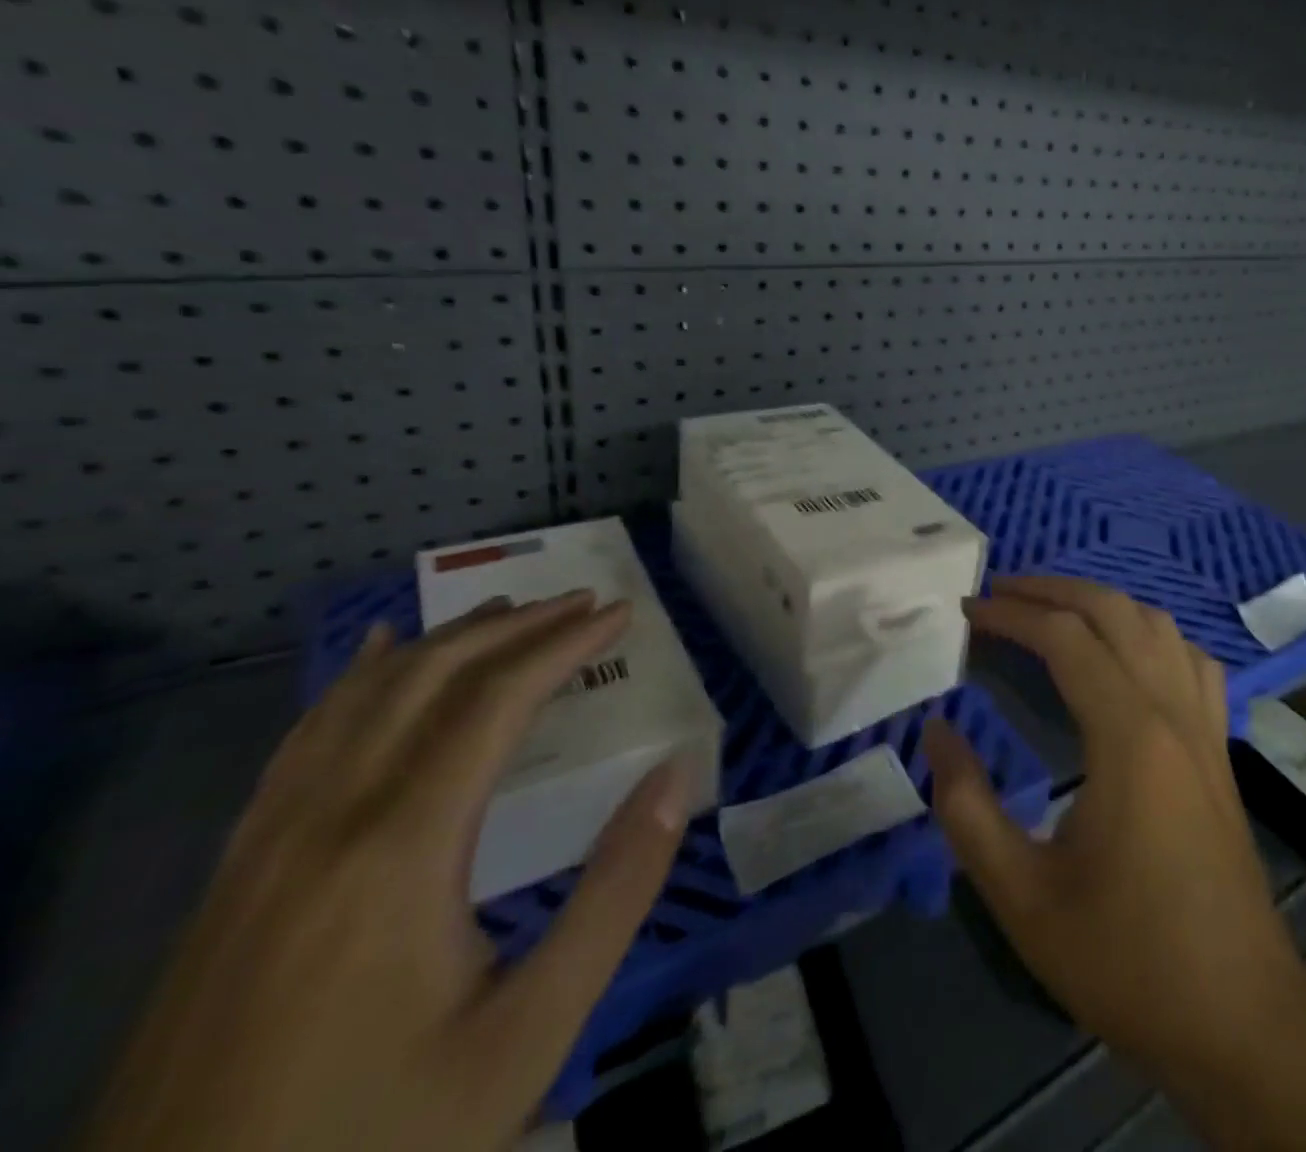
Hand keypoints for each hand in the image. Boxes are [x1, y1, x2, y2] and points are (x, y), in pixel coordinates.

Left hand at [85, 592, 694, 1151]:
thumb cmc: (377, 1136)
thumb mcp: (530, 1033)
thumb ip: (614, 894)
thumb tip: (675, 778)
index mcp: (402, 847)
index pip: (495, 700)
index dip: (563, 644)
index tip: (619, 613)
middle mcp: (329, 818)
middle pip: (428, 679)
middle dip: (513, 627)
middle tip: (579, 601)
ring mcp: (268, 843)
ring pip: (361, 697)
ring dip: (443, 640)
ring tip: (504, 612)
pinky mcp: (236, 872)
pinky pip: (303, 739)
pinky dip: (355, 679)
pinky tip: (375, 657)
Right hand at [925, 579, 1305, 1107]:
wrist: (1242, 1023)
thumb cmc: (1127, 959)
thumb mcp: (1021, 896)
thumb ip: (966, 807)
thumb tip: (936, 730)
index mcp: (1128, 738)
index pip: (1065, 638)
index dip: (1012, 615)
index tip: (968, 612)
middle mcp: (1172, 714)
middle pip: (1114, 611)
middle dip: (1053, 590)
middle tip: (1000, 594)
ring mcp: (1205, 728)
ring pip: (1158, 626)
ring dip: (1101, 603)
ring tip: (1051, 612)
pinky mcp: (1221, 750)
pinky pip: (1190, 661)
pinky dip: (1149, 636)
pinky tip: (1125, 656)